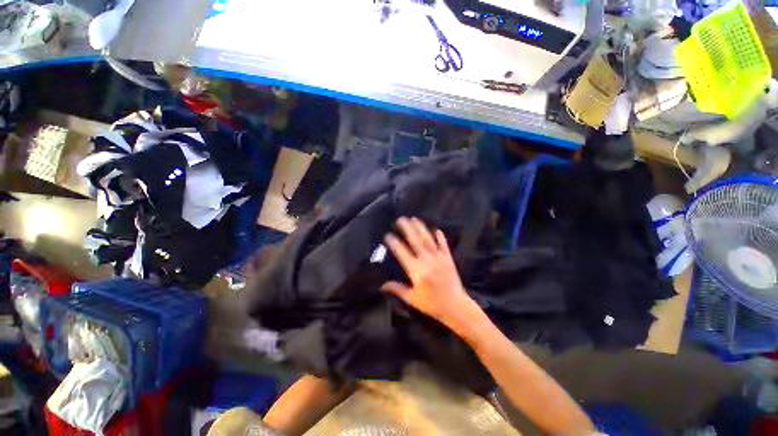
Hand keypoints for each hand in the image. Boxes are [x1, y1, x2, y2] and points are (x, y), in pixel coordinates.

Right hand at [382, 217, 481, 333]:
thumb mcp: (412, 299)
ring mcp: (439, 258)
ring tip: (414, 219)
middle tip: (401, 219)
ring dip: (421, 228)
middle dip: (407, 228)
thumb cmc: (432, 304)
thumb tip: (382, 285)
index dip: (394, 243)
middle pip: (415, 241)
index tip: (388, 234)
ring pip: (428, 239)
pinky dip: (440, 236)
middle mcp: (427, 261)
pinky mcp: (448, 258)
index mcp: (416, 271)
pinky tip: (436, 229)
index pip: (402, 253)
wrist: (456, 307)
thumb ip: (397, 289)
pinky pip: (443, 244)